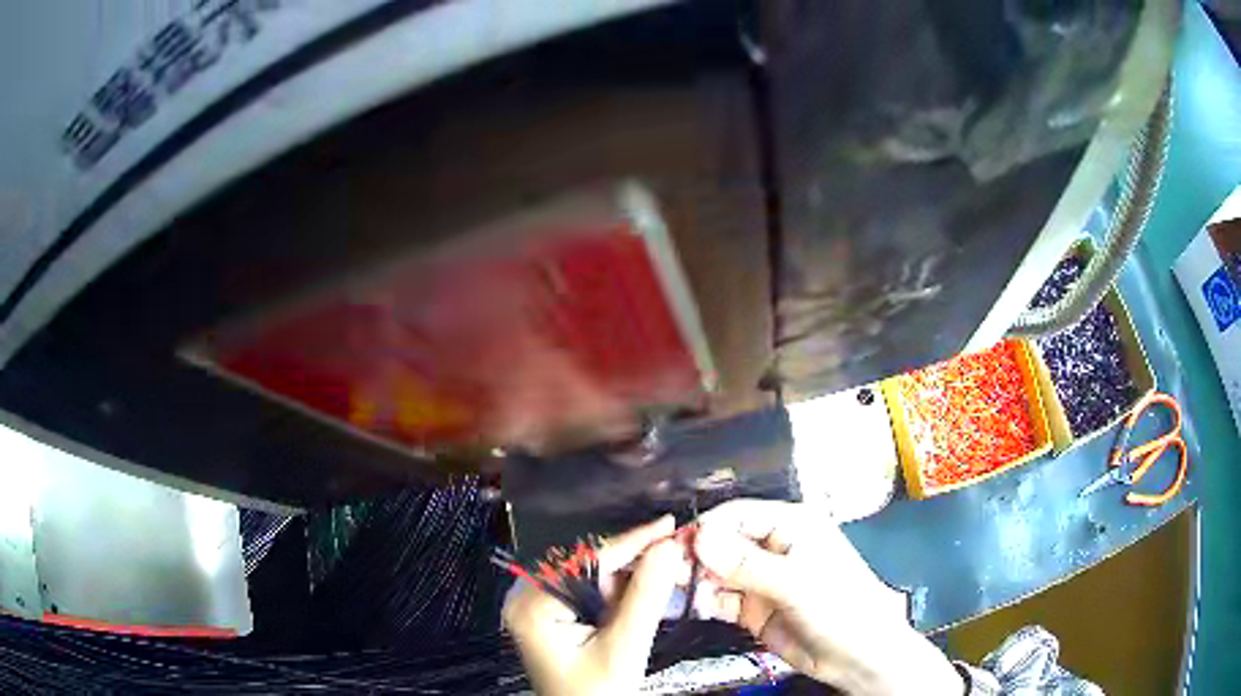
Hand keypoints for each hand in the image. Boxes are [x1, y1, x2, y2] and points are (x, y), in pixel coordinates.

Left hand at [503, 516, 683, 695]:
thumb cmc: (597, 693)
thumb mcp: (624, 649)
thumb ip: (645, 597)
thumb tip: (669, 547)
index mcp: (532, 605)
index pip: (587, 562)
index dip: (631, 541)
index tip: (669, 524)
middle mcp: (526, 597)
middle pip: (587, 564)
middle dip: (632, 559)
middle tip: (675, 550)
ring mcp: (536, 605)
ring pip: (591, 575)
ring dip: (628, 575)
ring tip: (665, 570)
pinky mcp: (550, 614)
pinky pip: (588, 590)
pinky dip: (618, 591)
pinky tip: (641, 592)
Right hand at [692, 499, 963, 695]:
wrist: (859, 657)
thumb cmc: (841, 608)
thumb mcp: (796, 583)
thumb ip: (746, 563)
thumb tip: (699, 537)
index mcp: (791, 525)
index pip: (736, 515)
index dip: (704, 528)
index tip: (671, 546)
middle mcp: (772, 547)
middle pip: (721, 543)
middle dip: (693, 555)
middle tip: (662, 571)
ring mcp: (761, 579)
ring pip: (716, 572)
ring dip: (693, 579)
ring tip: (667, 589)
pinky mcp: (753, 608)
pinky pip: (720, 599)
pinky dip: (702, 601)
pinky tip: (686, 606)